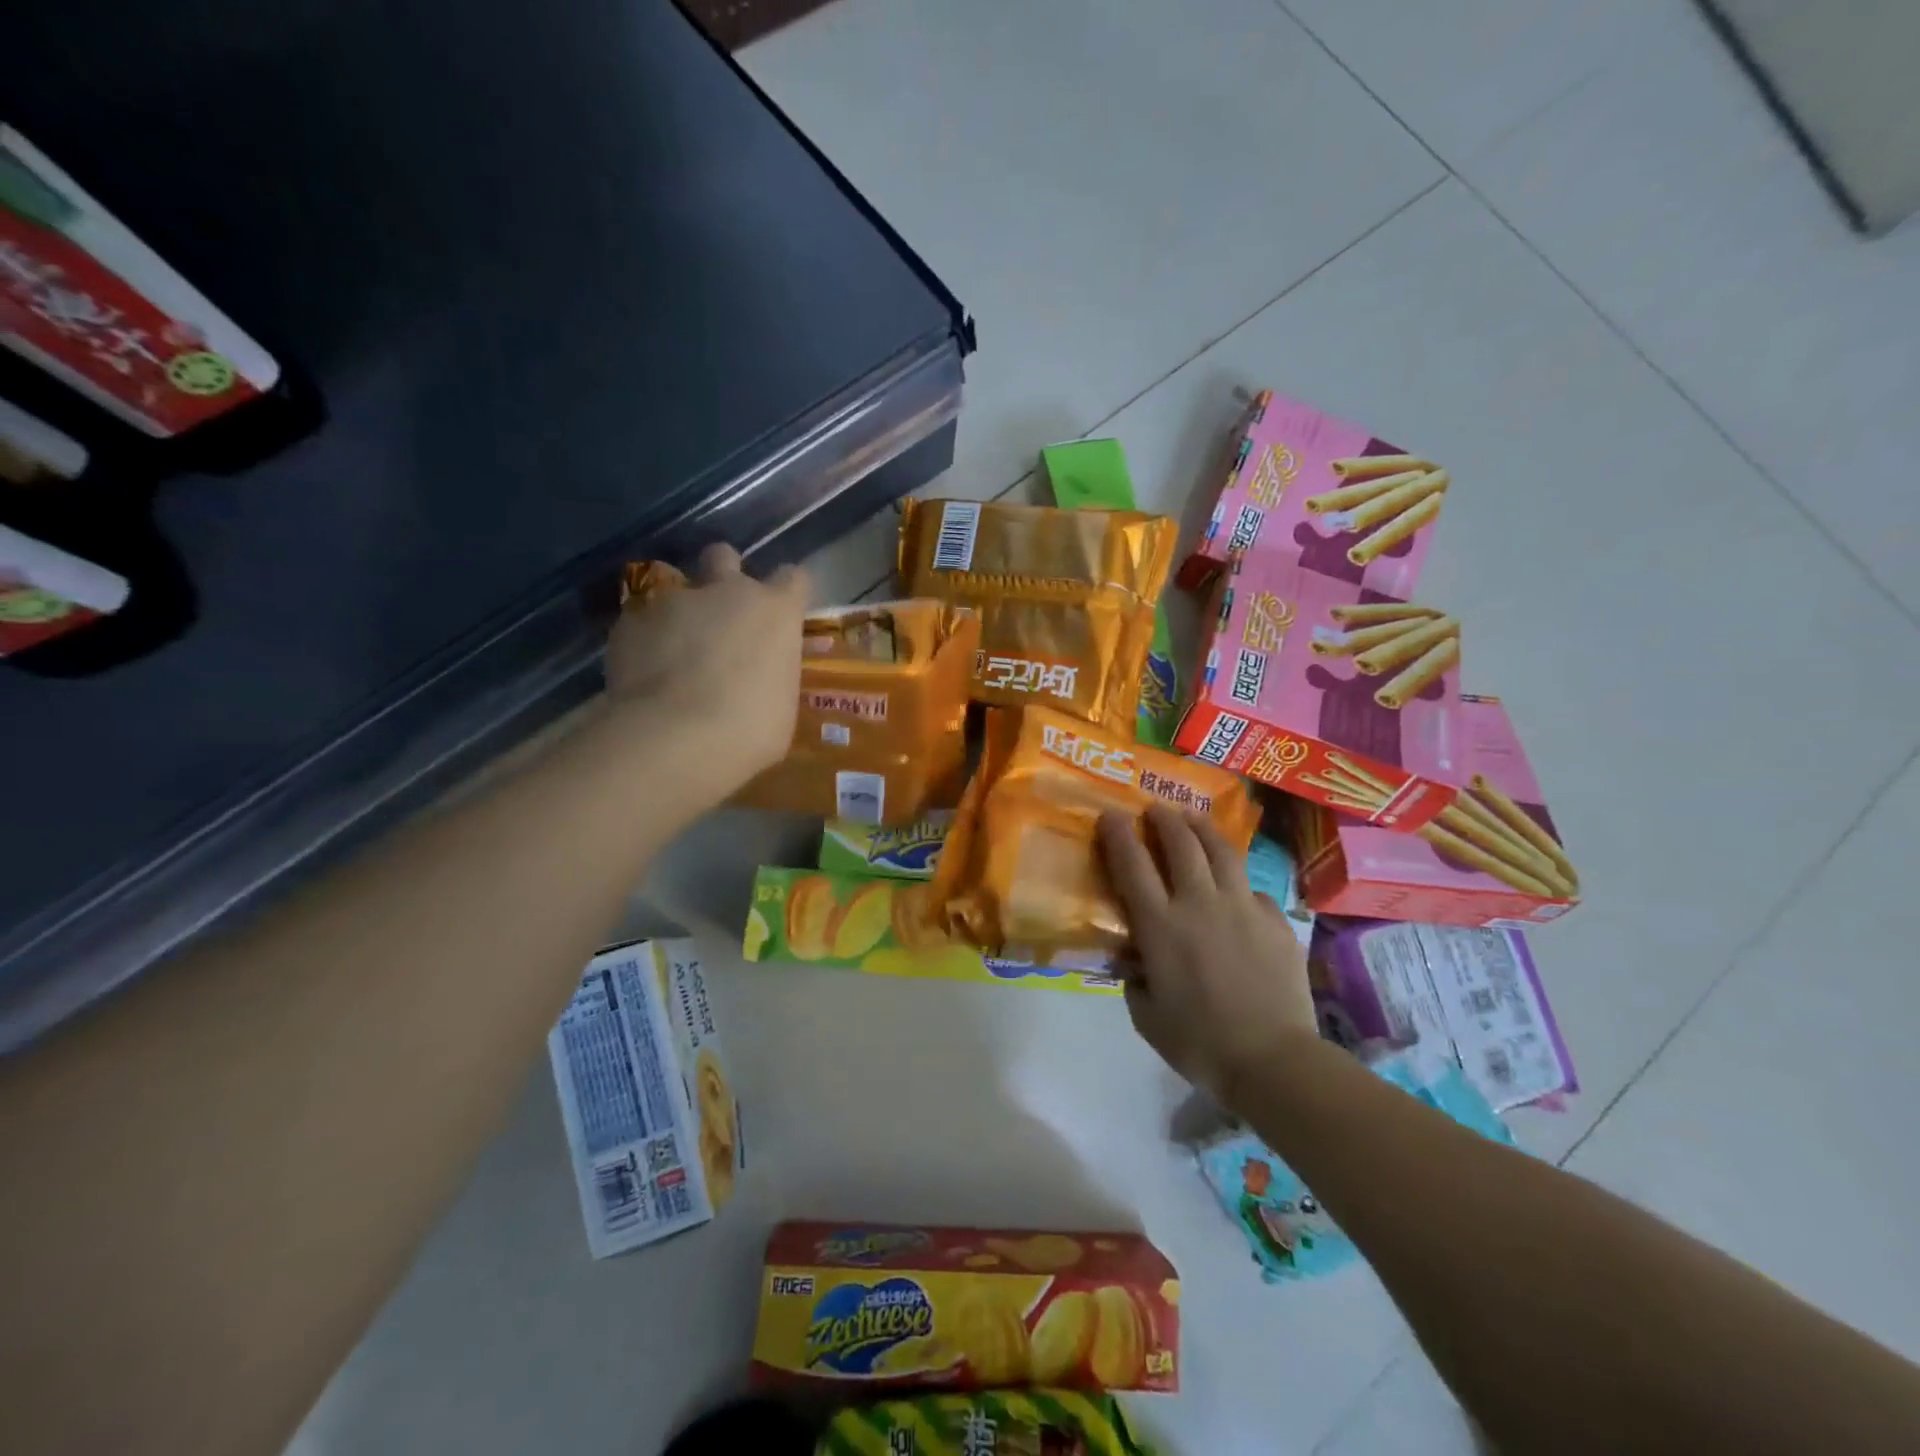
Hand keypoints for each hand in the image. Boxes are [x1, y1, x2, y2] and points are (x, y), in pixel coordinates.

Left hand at [604, 543, 808, 791]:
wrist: (674, 737)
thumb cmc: (750, 729)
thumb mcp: (781, 706)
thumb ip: (771, 676)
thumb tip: (761, 681)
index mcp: (775, 611)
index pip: (794, 578)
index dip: (788, 594)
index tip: (782, 616)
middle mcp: (726, 591)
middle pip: (724, 556)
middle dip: (722, 577)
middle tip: (720, 616)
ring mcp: (673, 600)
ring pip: (674, 586)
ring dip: (679, 611)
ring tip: (673, 650)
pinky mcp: (629, 620)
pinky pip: (639, 620)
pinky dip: (643, 639)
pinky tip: (643, 672)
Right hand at [1098, 806, 1318, 1104]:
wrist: (1273, 1060)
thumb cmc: (1199, 1043)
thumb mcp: (1146, 1016)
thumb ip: (1135, 981)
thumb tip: (1136, 962)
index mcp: (1160, 925)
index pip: (1132, 864)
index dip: (1118, 834)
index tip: (1110, 814)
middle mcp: (1199, 903)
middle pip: (1181, 843)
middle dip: (1164, 818)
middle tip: (1155, 809)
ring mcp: (1242, 907)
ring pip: (1220, 851)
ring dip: (1201, 828)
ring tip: (1192, 819)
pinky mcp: (1276, 919)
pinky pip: (1252, 889)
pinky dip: (1237, 882)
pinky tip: (1235, 890)